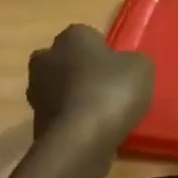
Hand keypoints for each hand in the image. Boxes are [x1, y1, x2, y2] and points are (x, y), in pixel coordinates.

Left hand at [25, 25, 154, 148]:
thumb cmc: (112, 93)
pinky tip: (91, 131)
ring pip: (60, 87)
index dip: (105, 52)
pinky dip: (71, 120)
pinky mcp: (34, 120)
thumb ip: (133, 60)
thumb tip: (125, 64)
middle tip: (108, 88)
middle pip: (67, 60)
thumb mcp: (142, 68)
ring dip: (75, 96)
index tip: (119, 69)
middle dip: (82, 71)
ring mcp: (35, 91)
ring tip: (101, 114)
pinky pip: (59, 114)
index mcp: (72, 37)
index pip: (89, 36)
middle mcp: (46, 58)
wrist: (80, 141)